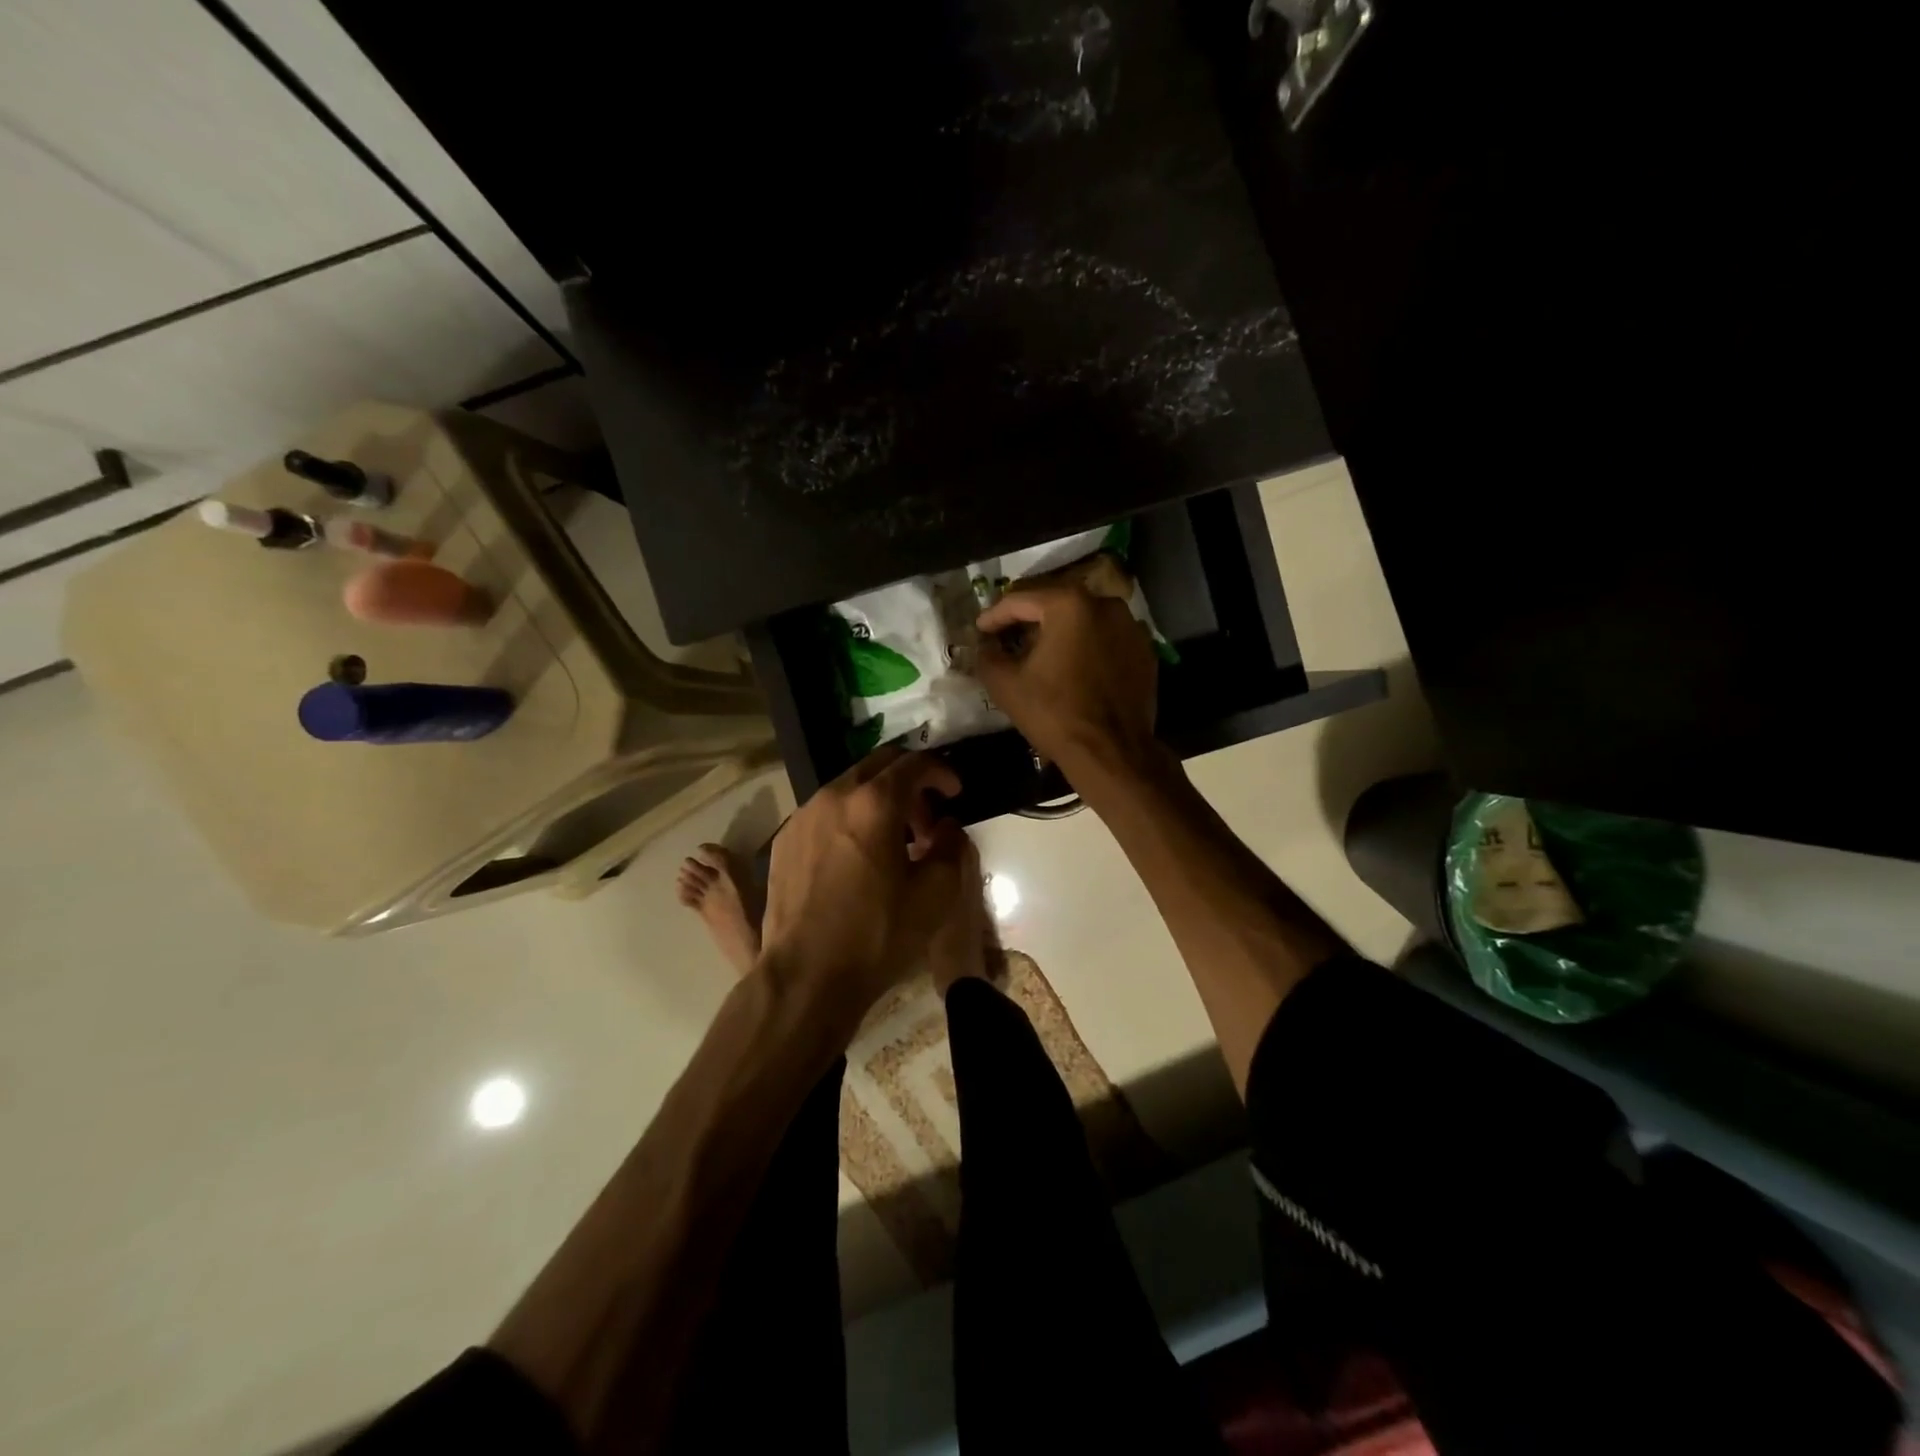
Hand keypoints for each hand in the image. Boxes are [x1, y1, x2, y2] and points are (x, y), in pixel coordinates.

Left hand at [758, 746, 965, 1015]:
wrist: (806, 976)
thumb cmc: (877, 935)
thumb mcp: (935, 895)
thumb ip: (950, 846)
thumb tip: (946, 826)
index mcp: (874, 803)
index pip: (914, 763)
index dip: (941, 771)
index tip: (955, 792)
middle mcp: (834, 796)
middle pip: (879, 764)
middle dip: (909, 781)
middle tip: (926, 817)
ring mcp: (803, 815)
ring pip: (849, 787)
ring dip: (877, 800)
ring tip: (892, 840)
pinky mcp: (784, 839)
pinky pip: (824, 812)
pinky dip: (849, 818)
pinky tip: (856, 856)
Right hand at [974, 583, 1160, 781]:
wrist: (1111, 753)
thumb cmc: (1054, 713)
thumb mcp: (1005, 684)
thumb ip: (988, 655)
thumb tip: (986, 645)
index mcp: (1069, 604)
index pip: (1021, 600)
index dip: (994, 615)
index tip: (980, 630)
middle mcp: (1105, 604)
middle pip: (1055, 604)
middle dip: (1028, 620)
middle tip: (1006, 637)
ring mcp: (1131, 627)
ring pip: (1084, 620)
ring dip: (1059, 632)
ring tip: (1039, 653)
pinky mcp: (1145, 652)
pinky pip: (1106, 640)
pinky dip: (1086, 647)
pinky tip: (1072, 668)